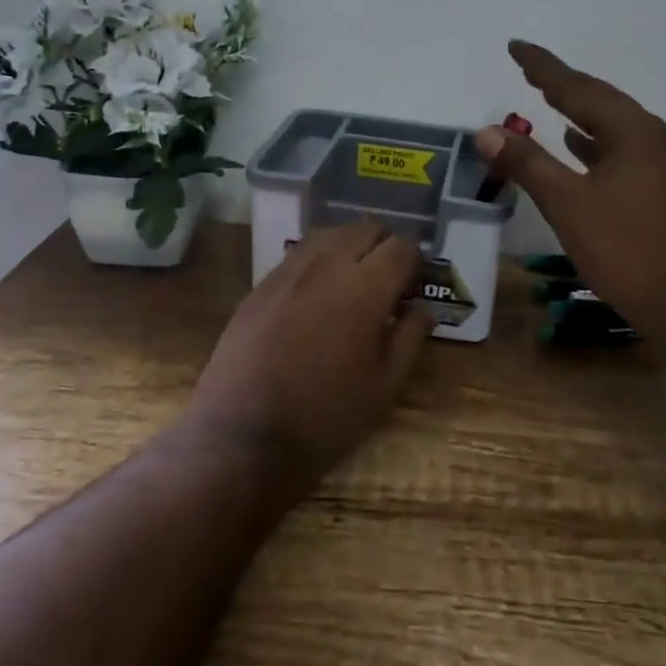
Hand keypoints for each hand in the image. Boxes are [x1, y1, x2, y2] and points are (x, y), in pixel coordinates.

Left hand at [186, 221, 433, 486]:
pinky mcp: (261, 284)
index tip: (415, 285)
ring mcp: (288, 271)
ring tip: (354, 280)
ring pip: (330, 234)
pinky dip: (319, 259)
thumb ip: (410, 338)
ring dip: (350, 246)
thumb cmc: (325, 417)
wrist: (243, 435)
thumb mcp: (384, 387)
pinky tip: (318, 292)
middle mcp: (327, 265)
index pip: (401, 248)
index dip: (415, 262)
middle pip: (366, 230)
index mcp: (365, 288)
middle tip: (388, 281)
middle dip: (385, 247)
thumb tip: (423, 307)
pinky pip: (299, 254)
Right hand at [475, 41, 665, 341]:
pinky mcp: (660, 186)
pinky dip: (592, 141)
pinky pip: (619, 148)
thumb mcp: (568, 204)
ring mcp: (661, 162)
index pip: (578, 87)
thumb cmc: (625, 250)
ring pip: (610, 125)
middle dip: (561, 82)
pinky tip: (575, 145)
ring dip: (577, 110)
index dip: (543, 66)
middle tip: (527, 67)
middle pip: (598, 99)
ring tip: (545, 96)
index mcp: (633, 132)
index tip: (515, 46)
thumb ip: (527, 163)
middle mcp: (652, 137)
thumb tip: (486, 130)